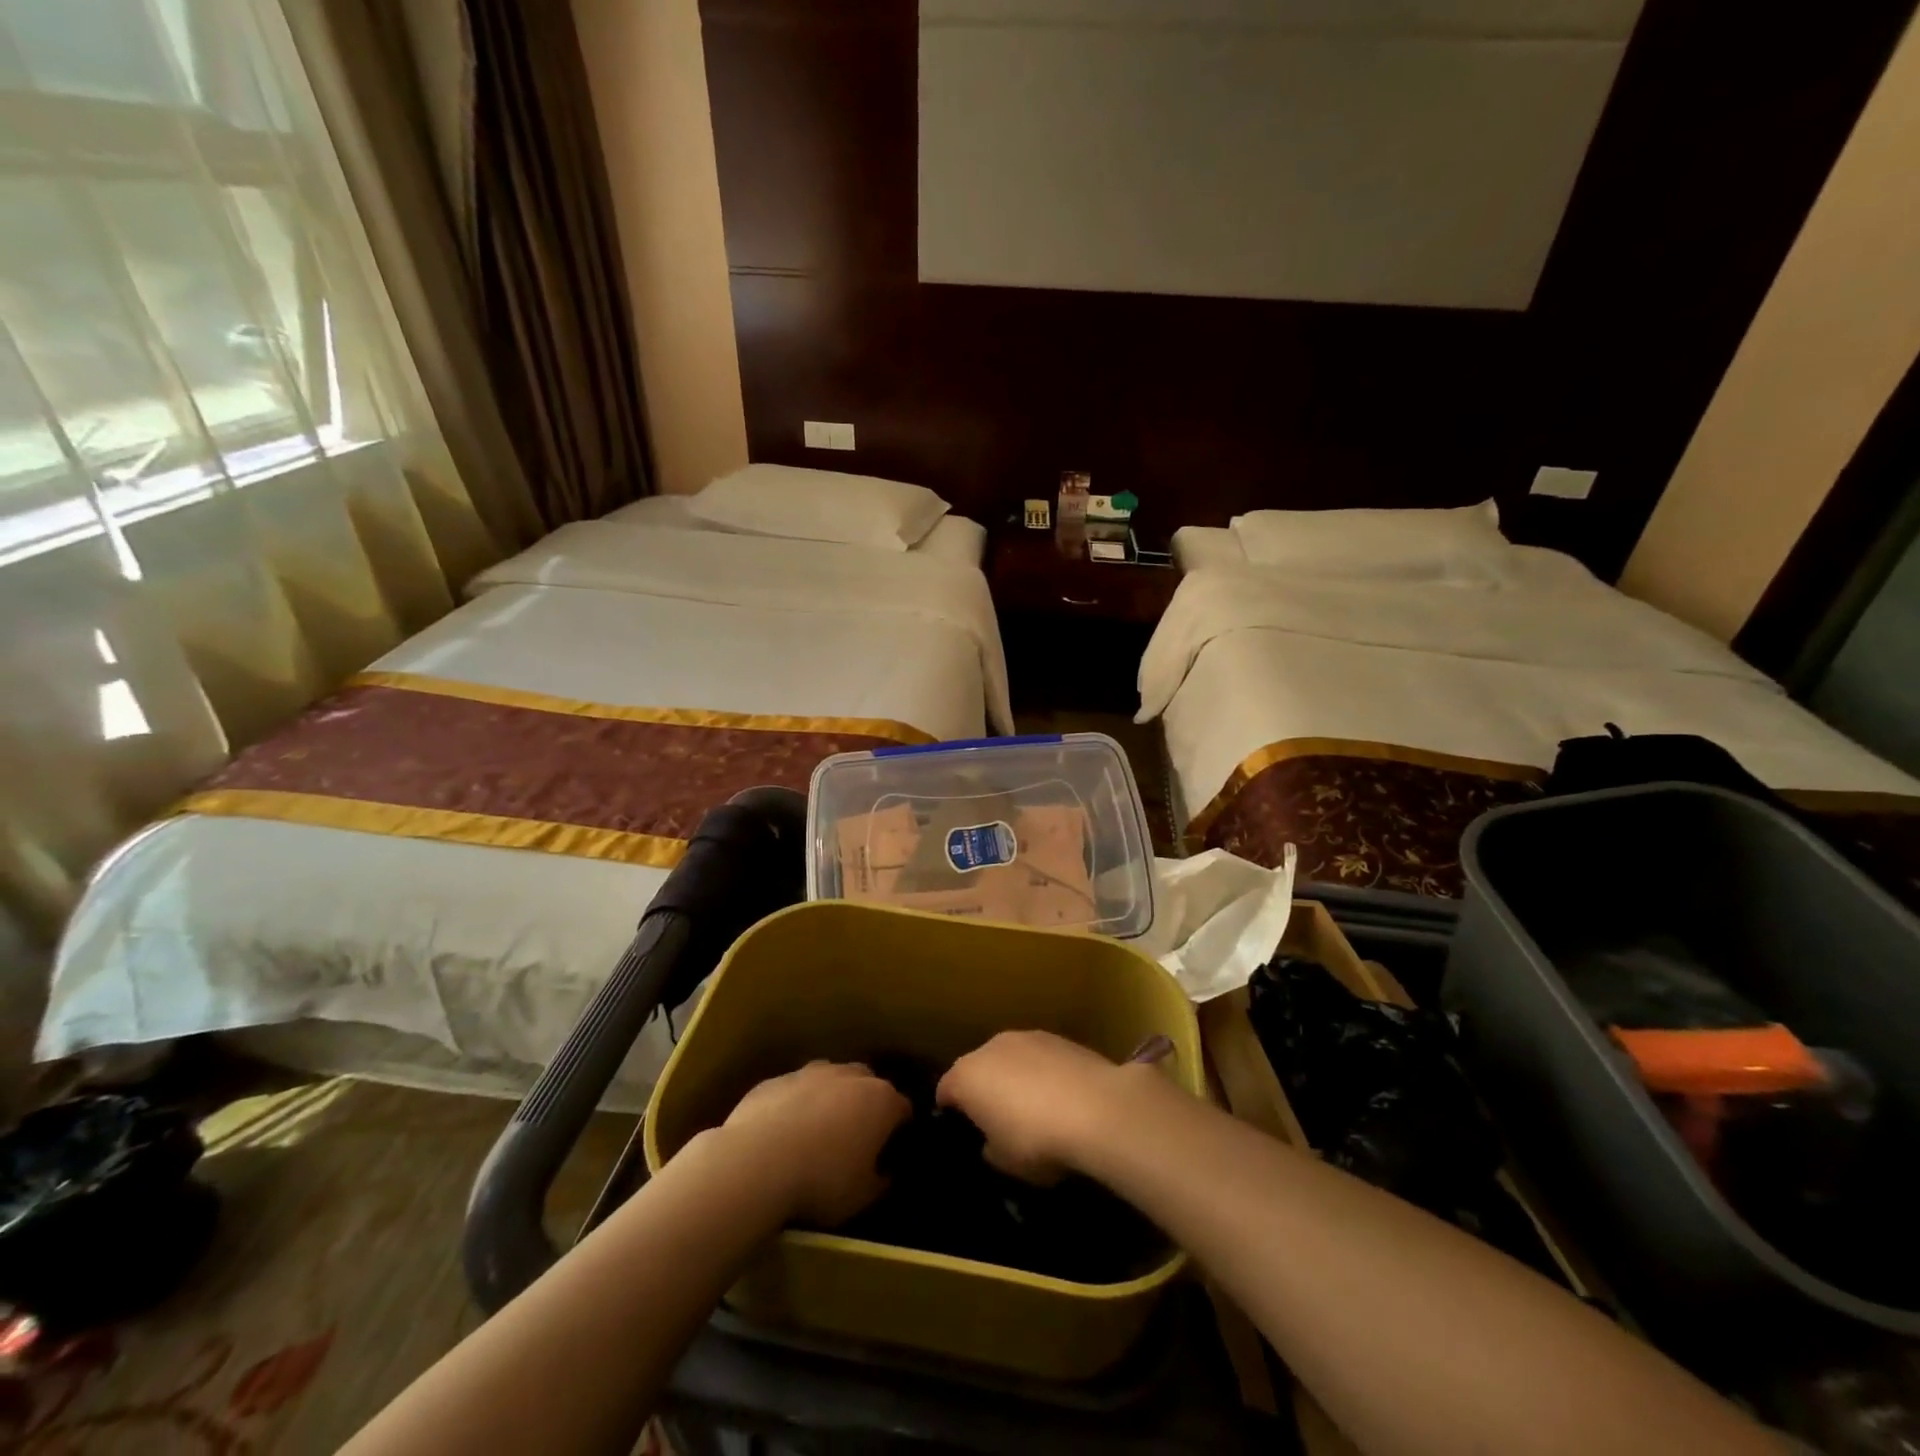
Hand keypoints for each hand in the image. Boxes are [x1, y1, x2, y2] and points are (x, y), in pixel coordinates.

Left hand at [721, 1061, 911, 1226]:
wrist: (757, 1162)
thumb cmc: (822, 1180)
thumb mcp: (861, 1197)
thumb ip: (879, 1181)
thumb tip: (884, 1174)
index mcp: (880, 1100)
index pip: (902, 1107)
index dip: (899, 1128)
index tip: (891, 1149)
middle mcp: (849, 1076)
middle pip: (867, 1083)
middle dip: (865, 1105)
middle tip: (854, 1138)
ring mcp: (810, 1073)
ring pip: (829, 1081)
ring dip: (828, 1100)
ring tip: (815, 1134)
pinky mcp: (776, 1080)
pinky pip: (793, 1091)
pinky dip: (794, 1107)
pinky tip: (780, 1135)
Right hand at [935, 1030, 1141, 1183]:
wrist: (1096, 1108)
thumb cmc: (1036, 1140)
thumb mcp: (1004, 1162)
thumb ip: (989, 1147)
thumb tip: (992, 1140)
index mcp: (966, 1076)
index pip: (945, 1091)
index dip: (950, 1112)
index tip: (962, 1131)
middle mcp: (991, 1046)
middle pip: (978, 1068)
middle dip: (984, 1090)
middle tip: (999, 1121)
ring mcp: (1026, 1036)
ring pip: (1010, 1059)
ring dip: (1015, 1078)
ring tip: (1034, 1108)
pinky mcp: (1059, 1037)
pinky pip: (1039, 1058)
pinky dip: (1043, 1073)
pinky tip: (1061, 1097)